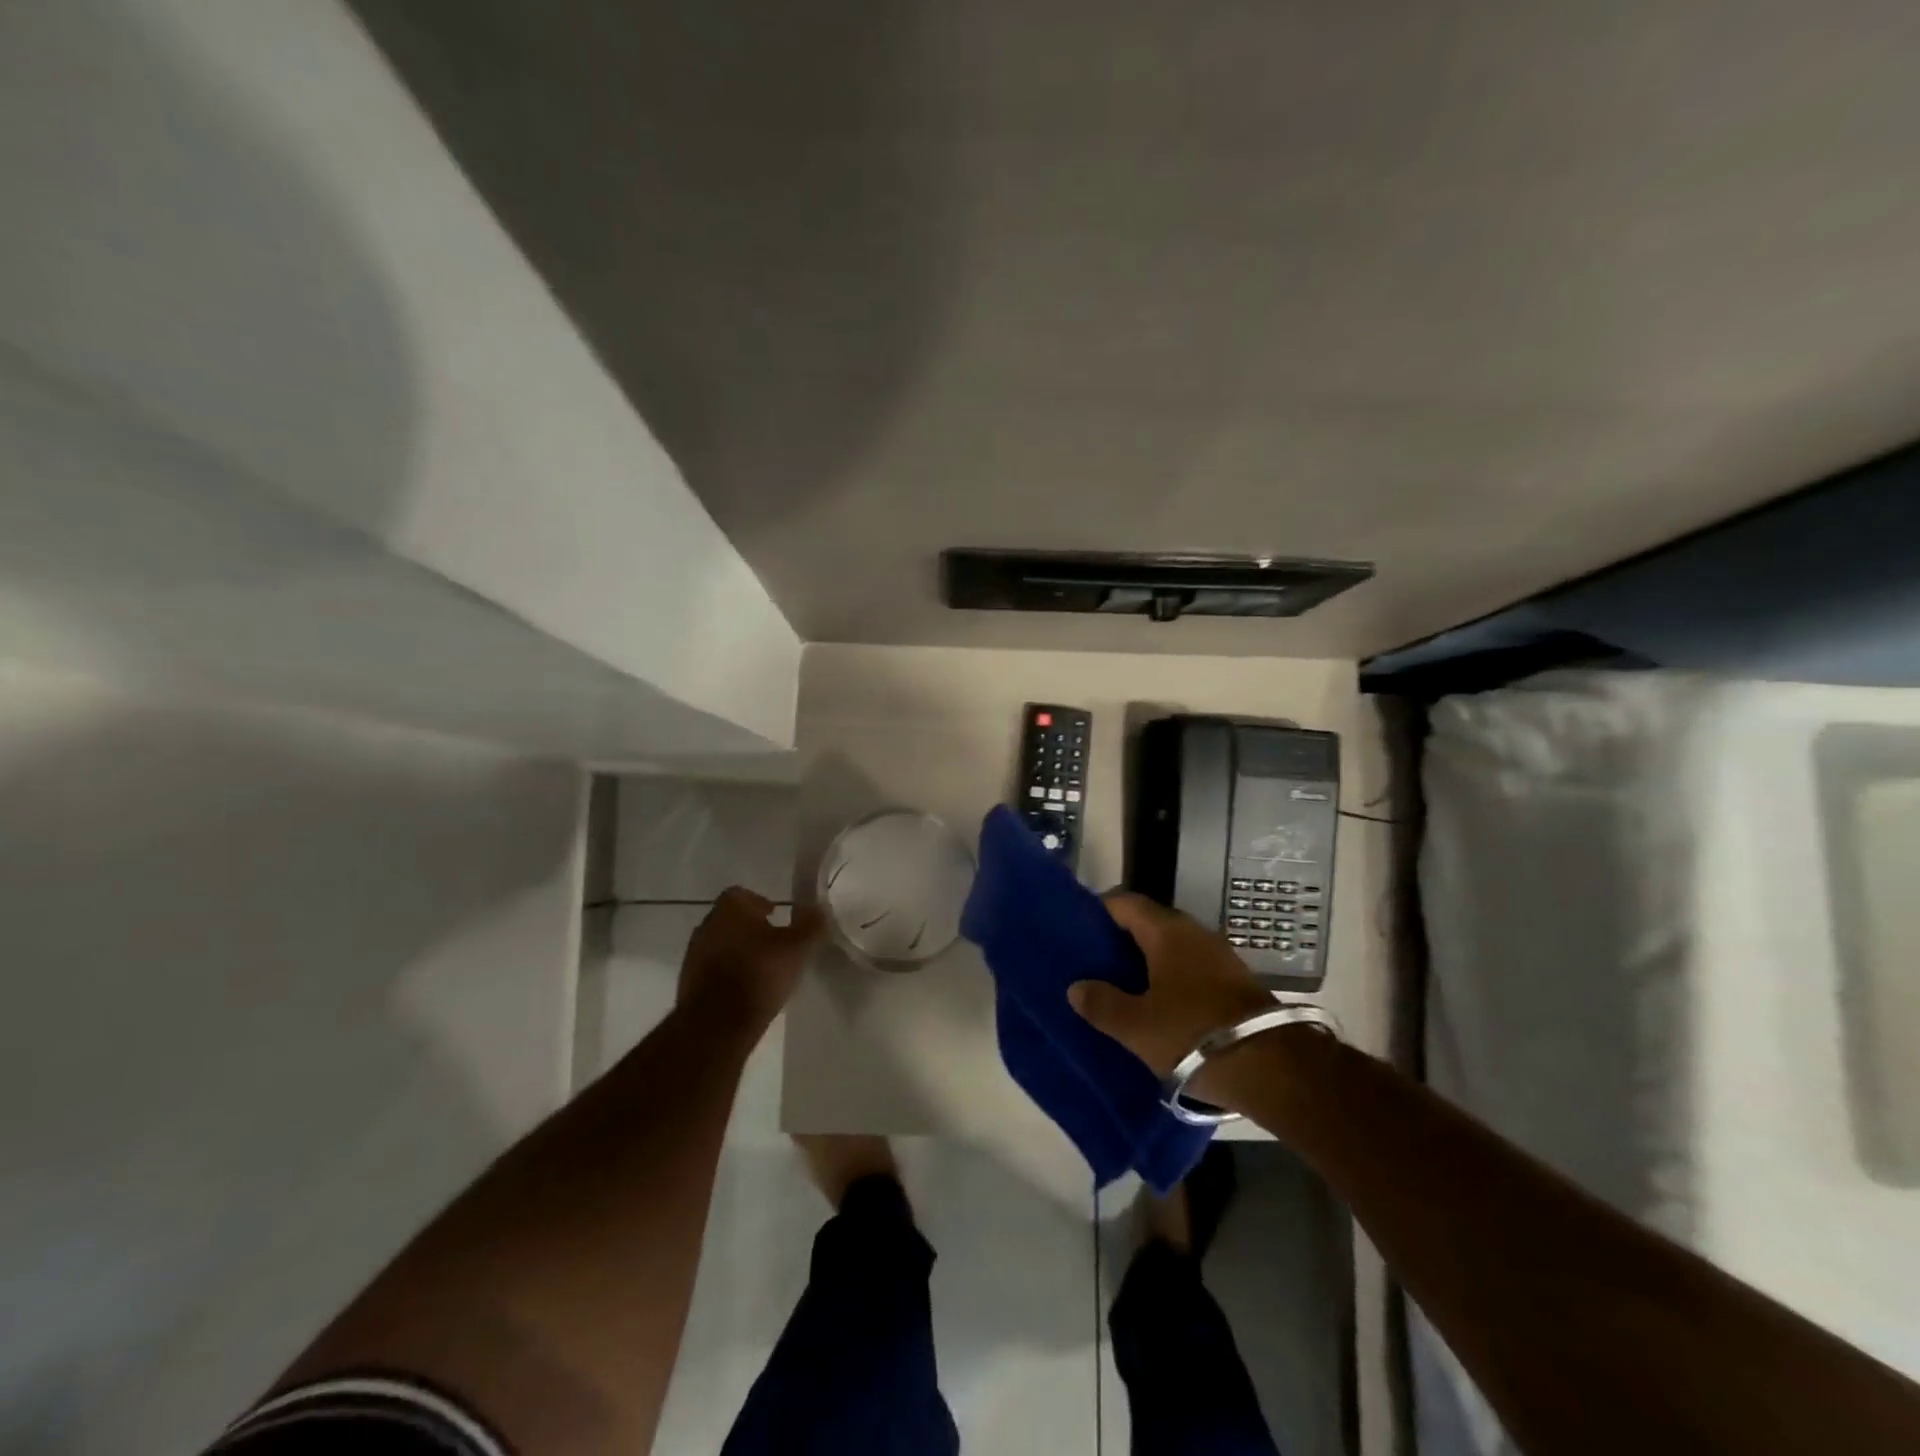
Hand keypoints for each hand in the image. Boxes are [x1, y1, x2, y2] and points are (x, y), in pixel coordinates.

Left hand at [678, 887, 824, 1031]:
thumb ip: (811, 924)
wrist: (717, 1025)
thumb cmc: (760, 974)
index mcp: (730, 909)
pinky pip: (713, 969)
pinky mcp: (688, 982)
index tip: (777, 918)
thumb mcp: (798, 948)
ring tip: (763, 969)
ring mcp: (694, 955)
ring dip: (739, 951)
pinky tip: (746, 989)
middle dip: (751, 928)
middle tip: (775, 944)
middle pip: (731, 919)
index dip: (761, 903)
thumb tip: (818, 908)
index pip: (742, 894)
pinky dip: (728, 973)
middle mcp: (707, 925)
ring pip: (721, 944)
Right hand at [1068, 891, 1275, 1079]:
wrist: (1274, 1069)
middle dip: (1120, 940)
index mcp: (1167, 932)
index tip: (1077, 930)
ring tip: (1120, 985)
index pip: (1125, 903)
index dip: (1099, 911)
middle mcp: (1194, 933)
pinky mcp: (1234, 982)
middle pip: (1148, 924)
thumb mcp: (1137, 1026)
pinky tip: (1156, 1004)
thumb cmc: (1194, 1036)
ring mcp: (1219, 956)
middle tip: (1093, 962)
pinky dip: (1169, 978)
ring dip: (1146, 962)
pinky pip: (1190, 968)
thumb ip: (1102, 1004)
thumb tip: (1076, 987)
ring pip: (1171, 948)